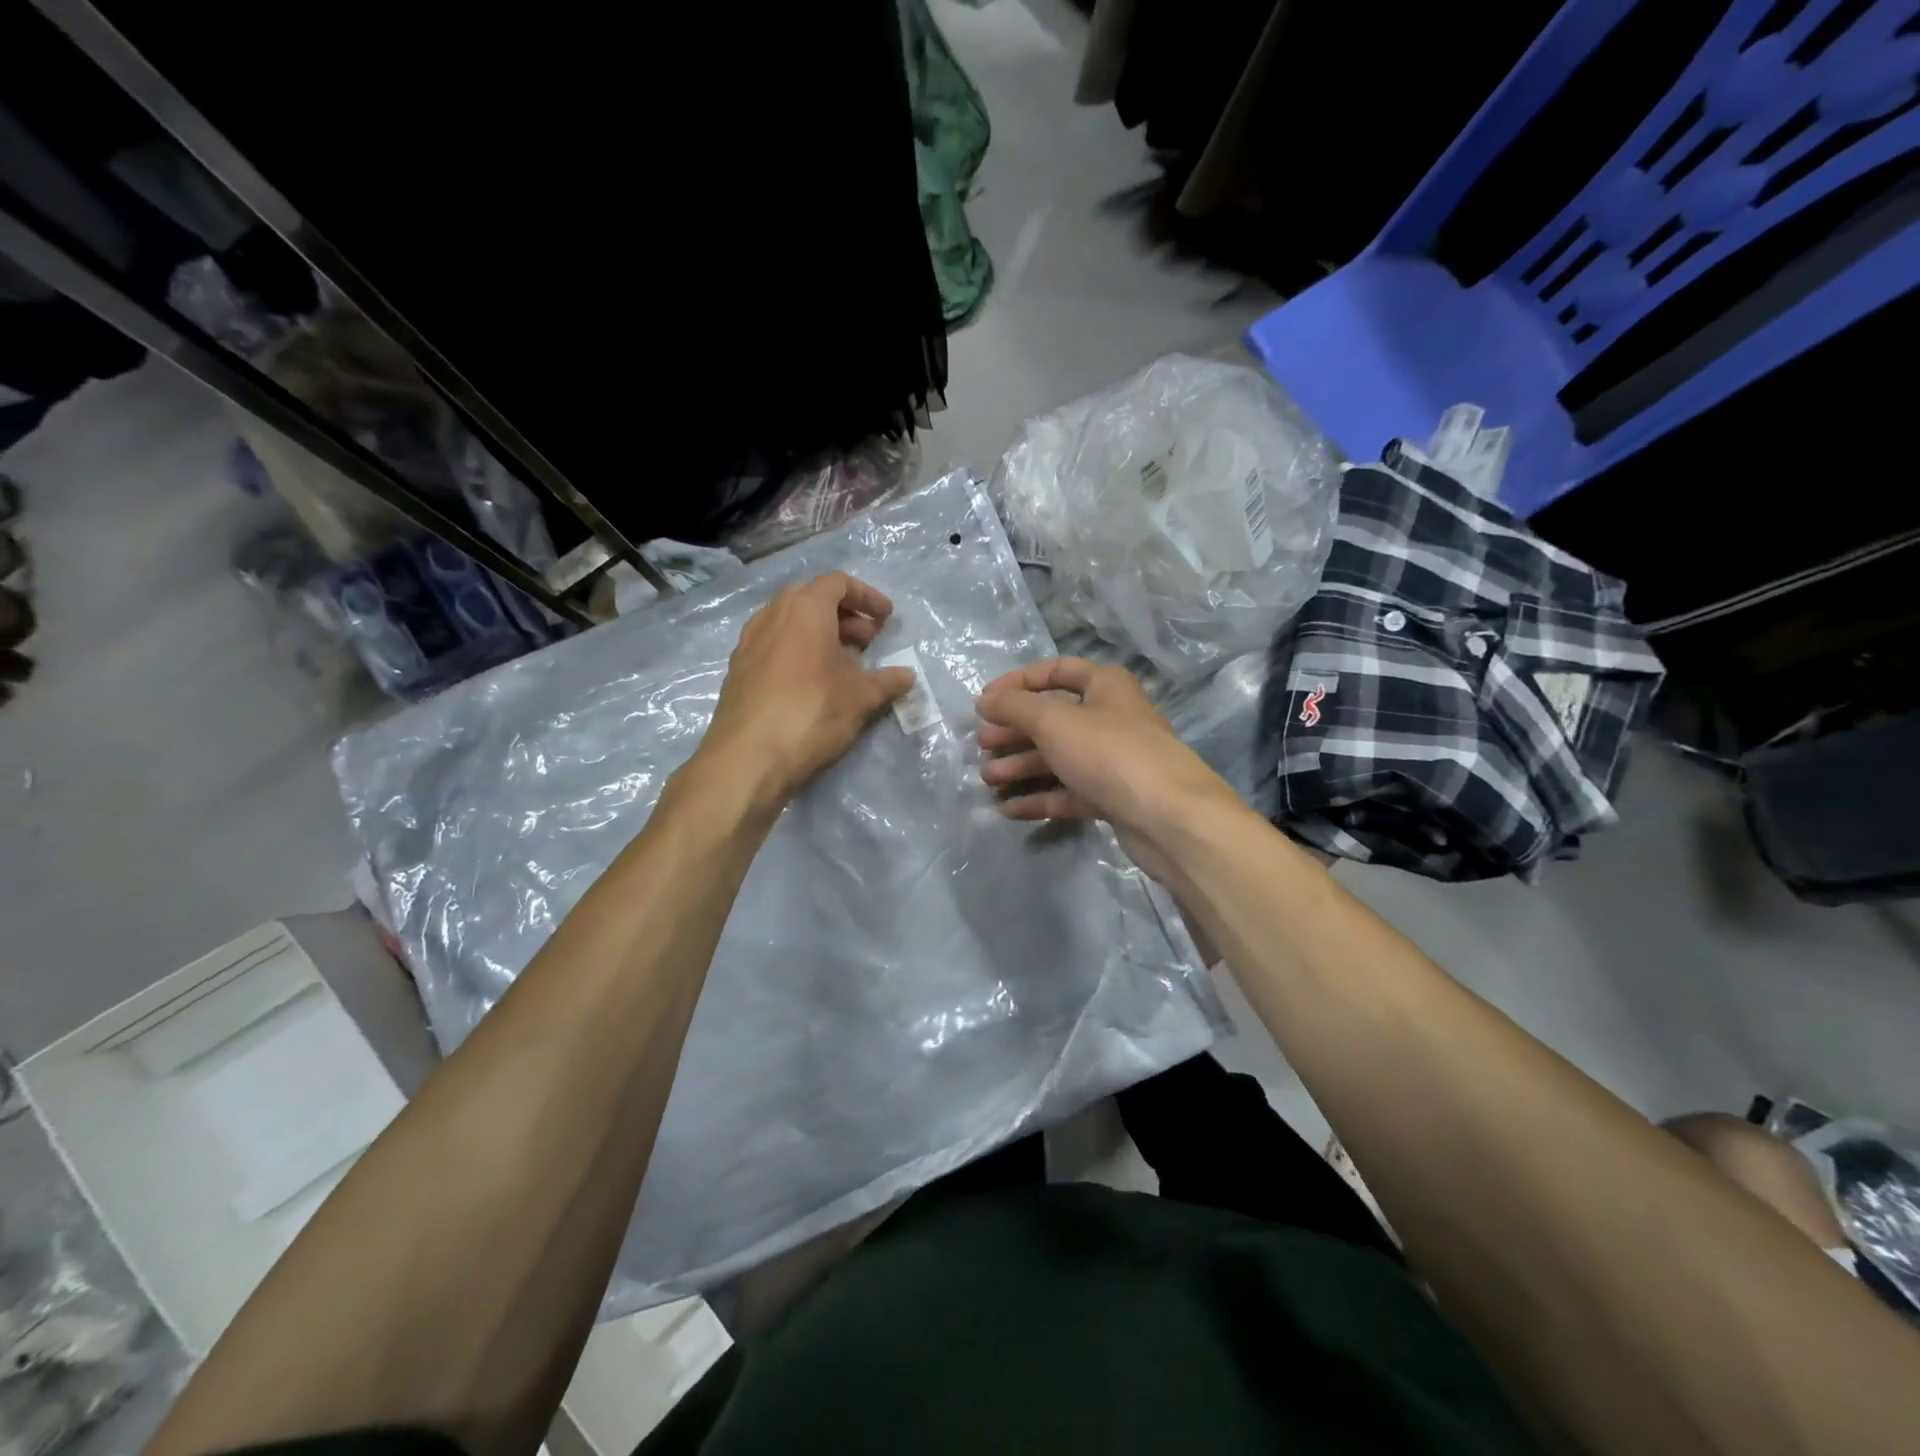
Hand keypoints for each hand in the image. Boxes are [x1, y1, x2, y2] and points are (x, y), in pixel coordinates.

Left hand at [699, 572, 915, 807]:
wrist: (747, 759)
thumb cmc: (811, 714)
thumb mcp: (860, 698)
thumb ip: (887, 682)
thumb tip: (907, 676)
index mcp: (804, 610)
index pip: (838, 583)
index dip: (867, 597)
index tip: (886, 618)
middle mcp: (772, 616)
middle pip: (812, 599)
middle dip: (844, 615)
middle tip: (868, 642)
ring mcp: (749, 643)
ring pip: (790, 623)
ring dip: (820, 634)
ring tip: (844, 665)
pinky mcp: (738, 671)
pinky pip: (774, 646)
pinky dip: (798, 652)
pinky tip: (813, 684)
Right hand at [976, 657, 1241, 881]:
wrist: (1168, 817)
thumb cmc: (1109, 753)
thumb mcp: (1053, 721)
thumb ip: (1014, 707)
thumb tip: (986, 700)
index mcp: (1105, 686)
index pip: (1055, 671)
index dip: (1018, 683)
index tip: (984, 702)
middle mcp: (1111, 717)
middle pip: (1054, 718)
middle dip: (1015, 731)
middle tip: (982, 745)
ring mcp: (1113, 760)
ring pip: (1059, 757)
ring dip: (1021, 766)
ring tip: (987, 779)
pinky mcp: (1113, 797)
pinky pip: (1068, 792)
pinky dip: (1039, 798)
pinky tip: (1008, 809)